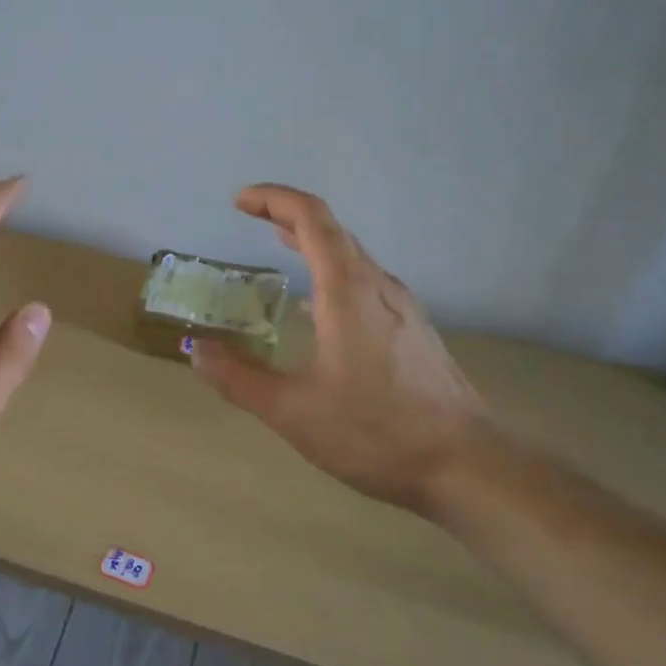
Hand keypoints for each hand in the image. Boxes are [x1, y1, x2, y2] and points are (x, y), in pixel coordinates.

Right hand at [190, 184, 487, 514]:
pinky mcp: (414, 332)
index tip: (239, 202)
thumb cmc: (376, 431)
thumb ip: (240, 379)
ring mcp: (402, 308)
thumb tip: (198, 352)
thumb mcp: (293, 411)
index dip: (273, 199)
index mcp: (347, 290)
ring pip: (353, 257)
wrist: (467, 466)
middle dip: (289, 216)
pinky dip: (333, 273)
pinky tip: (320, 310)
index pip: (310, 218)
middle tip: (252, 219)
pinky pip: (366, 283)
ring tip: (281, 248)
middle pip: (333, 231)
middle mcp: (377, 286)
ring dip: (313, 243)